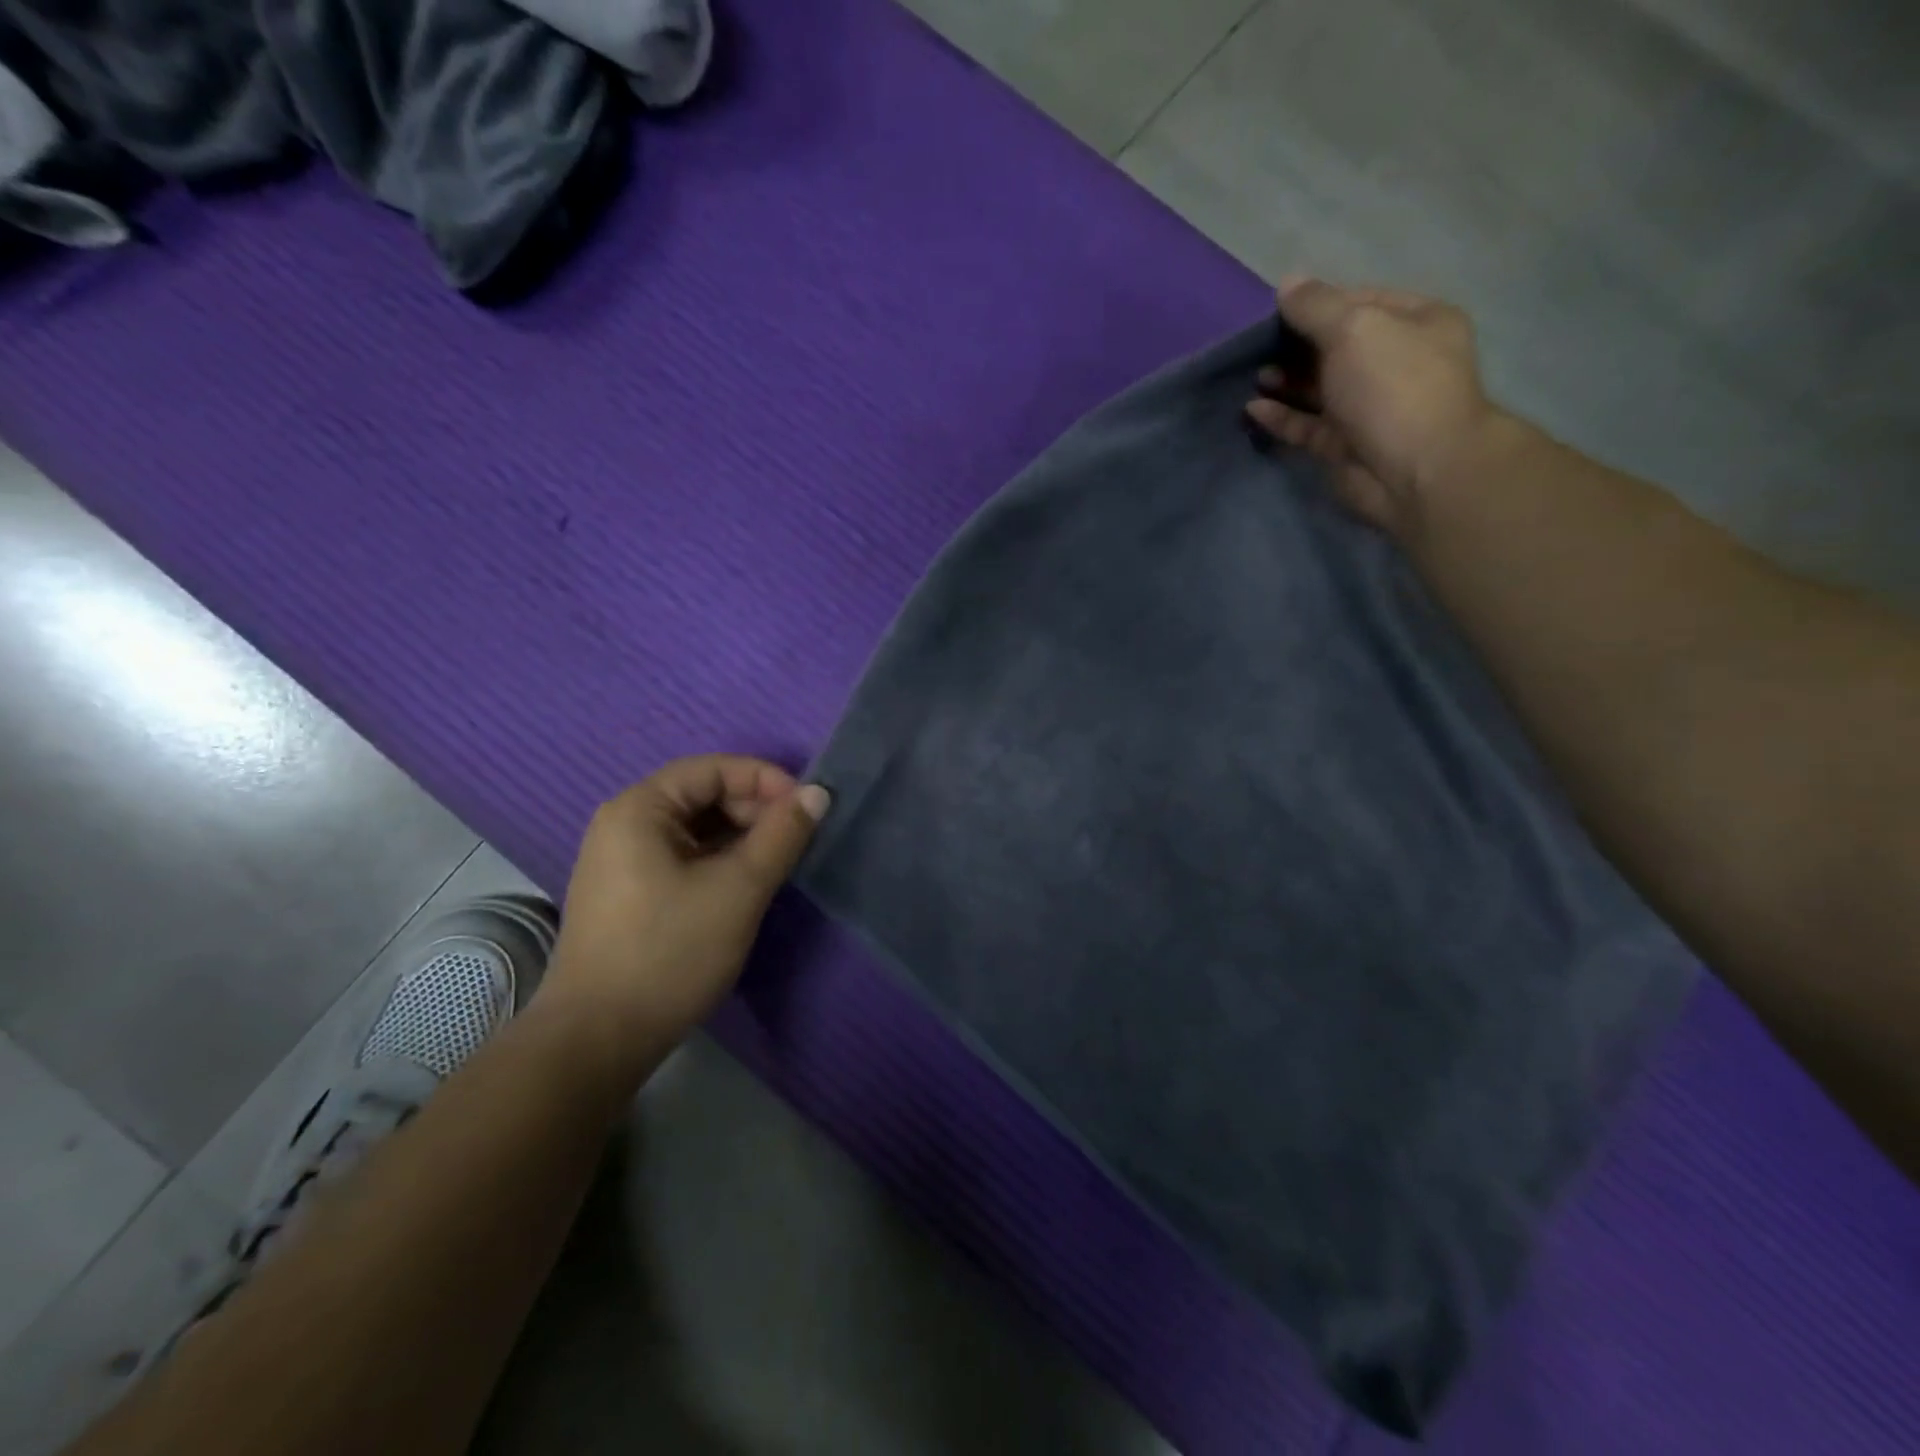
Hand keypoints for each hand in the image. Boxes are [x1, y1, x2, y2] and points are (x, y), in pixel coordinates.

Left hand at [542, 755, 829, 1063]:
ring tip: (777, 863)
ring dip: (741, 838)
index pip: (712, 770)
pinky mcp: (629, 894)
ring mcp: (622, 861)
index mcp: (639, 809)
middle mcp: (623, 824)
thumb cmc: (670, 952)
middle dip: (754, 810)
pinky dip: (719, 861)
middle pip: (702, 795)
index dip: (765, 781)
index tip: (807, 808)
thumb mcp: (738, 889)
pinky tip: (746, 885)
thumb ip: (782, 835)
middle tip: (795, 840)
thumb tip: (817, 793)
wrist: (599, 1040)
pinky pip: (683, 857)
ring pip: (695, 830)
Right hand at [1245, 277, 1500, 540]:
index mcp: (1415, 322)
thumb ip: (1317, 306)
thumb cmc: (1393, 386)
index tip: (1274, 311)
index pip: (1360, 301)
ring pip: (1319, 388)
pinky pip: (1307, 426)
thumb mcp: (1354, 329)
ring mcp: (1369, 407)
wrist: (1417, 471)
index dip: (1318, 303)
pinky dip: (1281, 417)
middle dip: (1296, 345)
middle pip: (1336, 346)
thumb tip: (1287, 283)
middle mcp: (1394, 362)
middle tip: (1257, 347)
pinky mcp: (1344, 446)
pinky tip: (1253, 409)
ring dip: (1286, 381)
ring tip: (1253, 376)